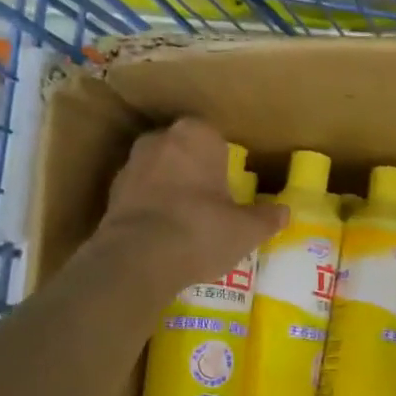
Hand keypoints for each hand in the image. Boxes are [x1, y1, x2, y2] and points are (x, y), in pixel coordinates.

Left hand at [100, 119, 285, 290]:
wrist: (137, 259)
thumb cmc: (201, 230)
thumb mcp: (246, 230)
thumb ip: (266, 218)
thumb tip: (284, 212)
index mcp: (195, 135)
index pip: (215, 139)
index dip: (224, 162)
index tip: (231, 187)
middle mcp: (160, 140)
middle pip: (185, 152)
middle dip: (196, 171)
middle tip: (212, 203)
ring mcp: (131, 165)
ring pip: (160, 172)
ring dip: (171, 189)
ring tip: (188, 222)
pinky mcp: (111, 194)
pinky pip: (141, 195)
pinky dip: (152, 208)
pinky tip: (164, 234)